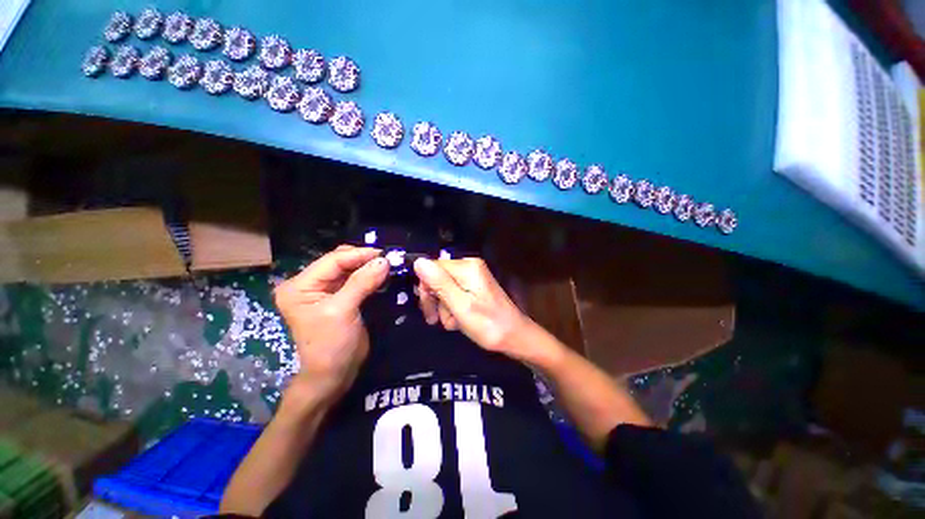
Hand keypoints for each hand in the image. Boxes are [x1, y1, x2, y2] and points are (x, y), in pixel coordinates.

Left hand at [274, 245, 387, 401]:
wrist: (333, 375)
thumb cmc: (331, 345)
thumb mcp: (343, 311)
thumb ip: (362, 282)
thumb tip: (384, 260)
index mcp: (299, 286)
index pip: (332, 261)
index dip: (359, 255)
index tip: (384, 253)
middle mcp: (309, 284)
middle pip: (339, 262)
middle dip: (363, 259)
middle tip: (388, 259)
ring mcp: (324, 291)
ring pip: (349, 269)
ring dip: (368, 266)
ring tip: (388, 265)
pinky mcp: (339, 298)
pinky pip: (355, 280)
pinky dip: (369, 276)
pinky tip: (381, 274)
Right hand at [413, 257, 531, 358]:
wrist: (515, 337)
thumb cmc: (488, 325)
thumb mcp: (460, 306)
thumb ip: (440, 283)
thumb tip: (418, 261)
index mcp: (466, 267)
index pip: (432, 268)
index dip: (426, 289)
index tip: (428, 311)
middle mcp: (469, 266)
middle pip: (437, 277)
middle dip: (435, 300)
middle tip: (436, 321)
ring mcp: (472, 276)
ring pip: (444, 288)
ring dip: (444, 308)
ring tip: (454, 323)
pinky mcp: (474, 286)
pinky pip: (454, 293)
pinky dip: (453, 308)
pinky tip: (459, 320)